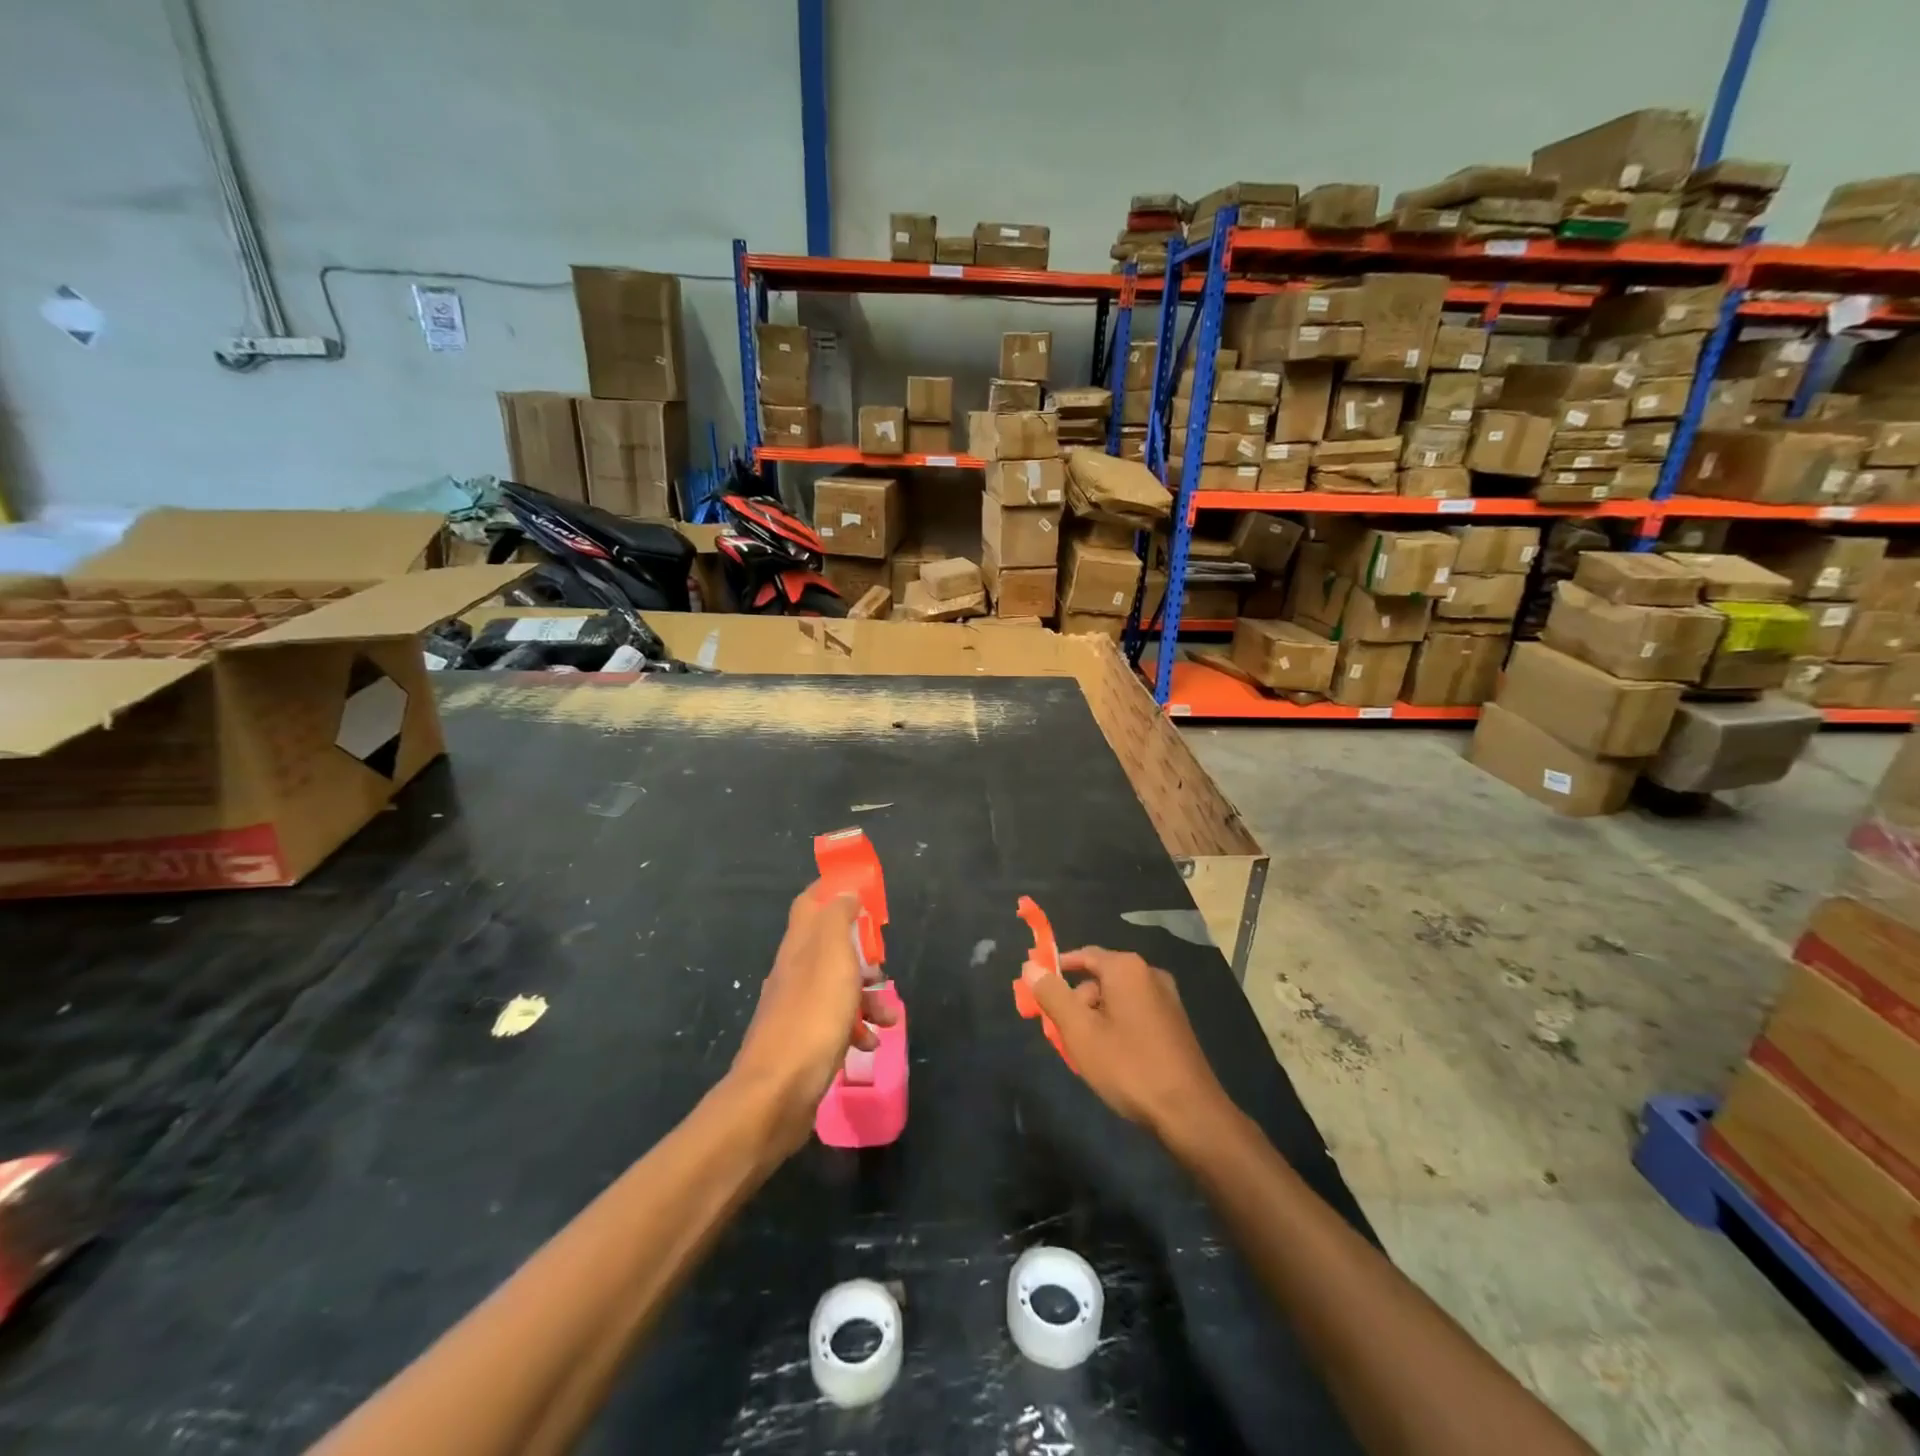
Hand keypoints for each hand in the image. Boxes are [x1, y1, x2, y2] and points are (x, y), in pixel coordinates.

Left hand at [728, 883, 897, 1158]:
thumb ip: (838, 919)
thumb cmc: (813, 1016)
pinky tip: (870, 1043)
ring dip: (867, 996)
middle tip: (882, 962)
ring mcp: (797, 1008)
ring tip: (889, 1015)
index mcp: (799, 945)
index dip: (833, 890)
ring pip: (838, 987)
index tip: (862, 891)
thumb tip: (844, 892)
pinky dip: (856, 1028)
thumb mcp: (833, 957)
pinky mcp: (804, 1041)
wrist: (777, 1092)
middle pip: (829, 946)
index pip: (810, 902)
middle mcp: (794, 972)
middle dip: (861, 952)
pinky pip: (836, 1023)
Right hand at [1025, 947, 1232, 1143]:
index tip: (1036, 991)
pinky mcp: (1174, 1024)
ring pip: (1115, 1000)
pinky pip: (1133, 1014)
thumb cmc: (1129, 1066)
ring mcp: (1166, 1000)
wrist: (1190, 1113)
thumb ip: (1052, 995)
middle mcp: (1149, 974)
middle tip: (1059, 1033)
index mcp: (1127, 968)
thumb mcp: (1080, 1031)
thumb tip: (1031, 966)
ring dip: (1094, 1019)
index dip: (1056, 971)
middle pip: (1099, 979)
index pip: (1083, 955)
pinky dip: (1114, 1028)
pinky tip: (1109, 1060)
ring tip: (1082, 1053)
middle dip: (1075, 1003)